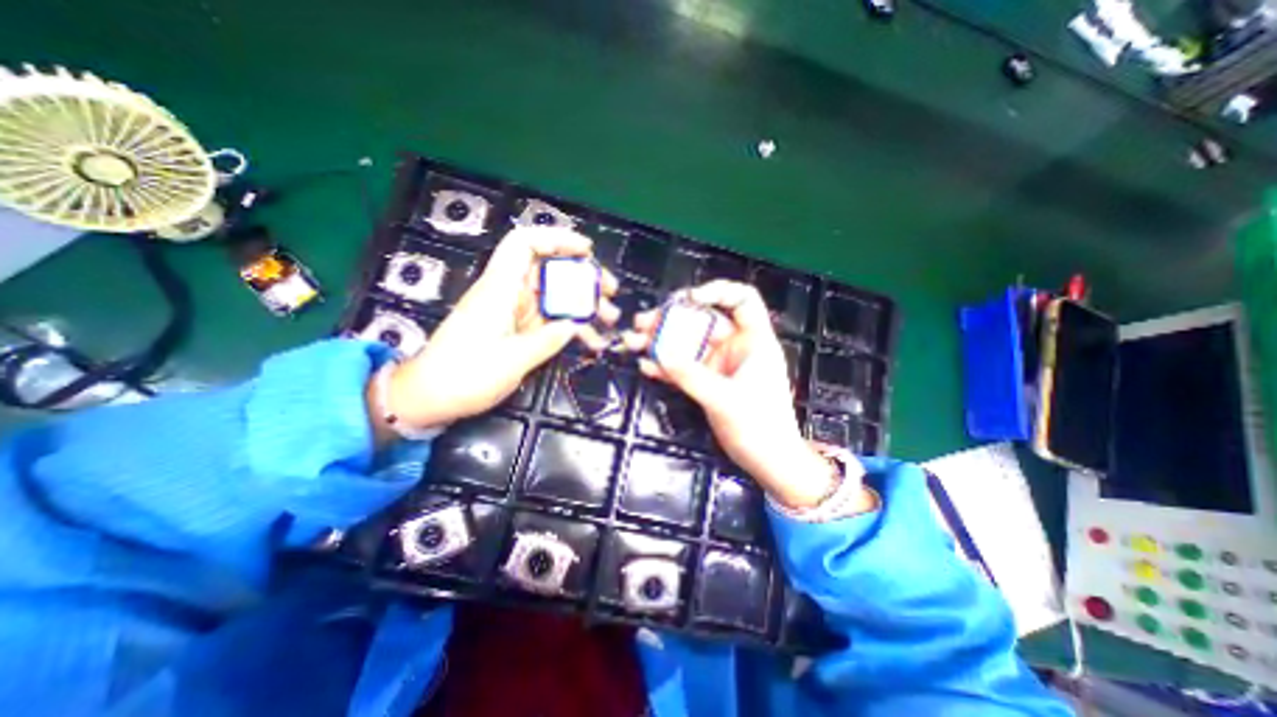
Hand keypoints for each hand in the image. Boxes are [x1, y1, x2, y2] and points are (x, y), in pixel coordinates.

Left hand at [367, 226, 621, 438]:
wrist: (430, 398)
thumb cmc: (464, 376)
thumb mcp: (511, 361)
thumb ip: (547, 341)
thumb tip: (574, 326)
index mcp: (500, 289)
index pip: (524, 244)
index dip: (556, 239)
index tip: (586, 251)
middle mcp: (508, 294)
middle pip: (549, 270)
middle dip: (583, 277)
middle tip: (610, 292)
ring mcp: (514, 313)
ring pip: (555, 296)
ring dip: (583, 305)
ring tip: (610, 319)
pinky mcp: (517, 330)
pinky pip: (550, 320)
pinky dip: (570, 327)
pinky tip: (590, 341)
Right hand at [628, 281, 850, 507]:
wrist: (767, 461)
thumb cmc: (760, 426)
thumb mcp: (725, 399)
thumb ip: (691, 376)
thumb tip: (658, 354)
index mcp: (753, 340)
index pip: (742, 299)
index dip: (718, 291)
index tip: (690, 299)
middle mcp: (735, 346)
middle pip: (702, 320)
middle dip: (672, 319)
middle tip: (643, 322)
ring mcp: (719, 364)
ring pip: (688, 342)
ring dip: (661, 341)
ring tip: (634, 340)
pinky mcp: (707, 381)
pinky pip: (684, 366)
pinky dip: (666, 365)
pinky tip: (646, 366)